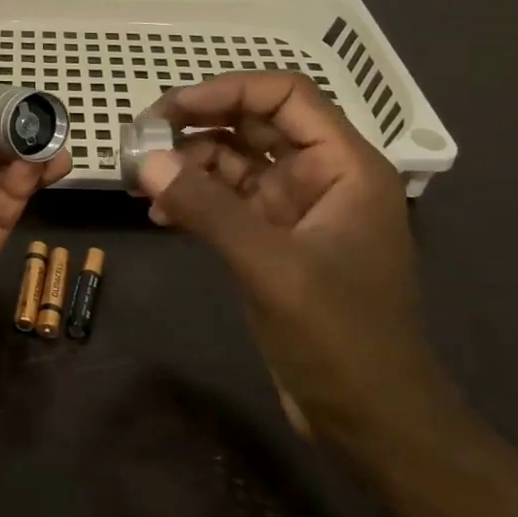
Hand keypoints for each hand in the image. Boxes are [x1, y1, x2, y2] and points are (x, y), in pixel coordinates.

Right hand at [137, 72, 457, 451]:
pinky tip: (161, 215)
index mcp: (344, 166)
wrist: (375, 425)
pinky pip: (228, 202)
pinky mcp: (275, 242)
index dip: (227, 91)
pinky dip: (195, 200)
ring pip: (236, 162)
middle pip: (255, 124)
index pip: (286, 96)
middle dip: (198, 125)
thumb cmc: (342, 339)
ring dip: (190, 164)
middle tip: (142, 138)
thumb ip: (209, 209)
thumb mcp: (272, 268)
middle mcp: (322, 177)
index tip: (171, 109)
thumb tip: (145, 161)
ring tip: (142, 180)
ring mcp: (297, 210)